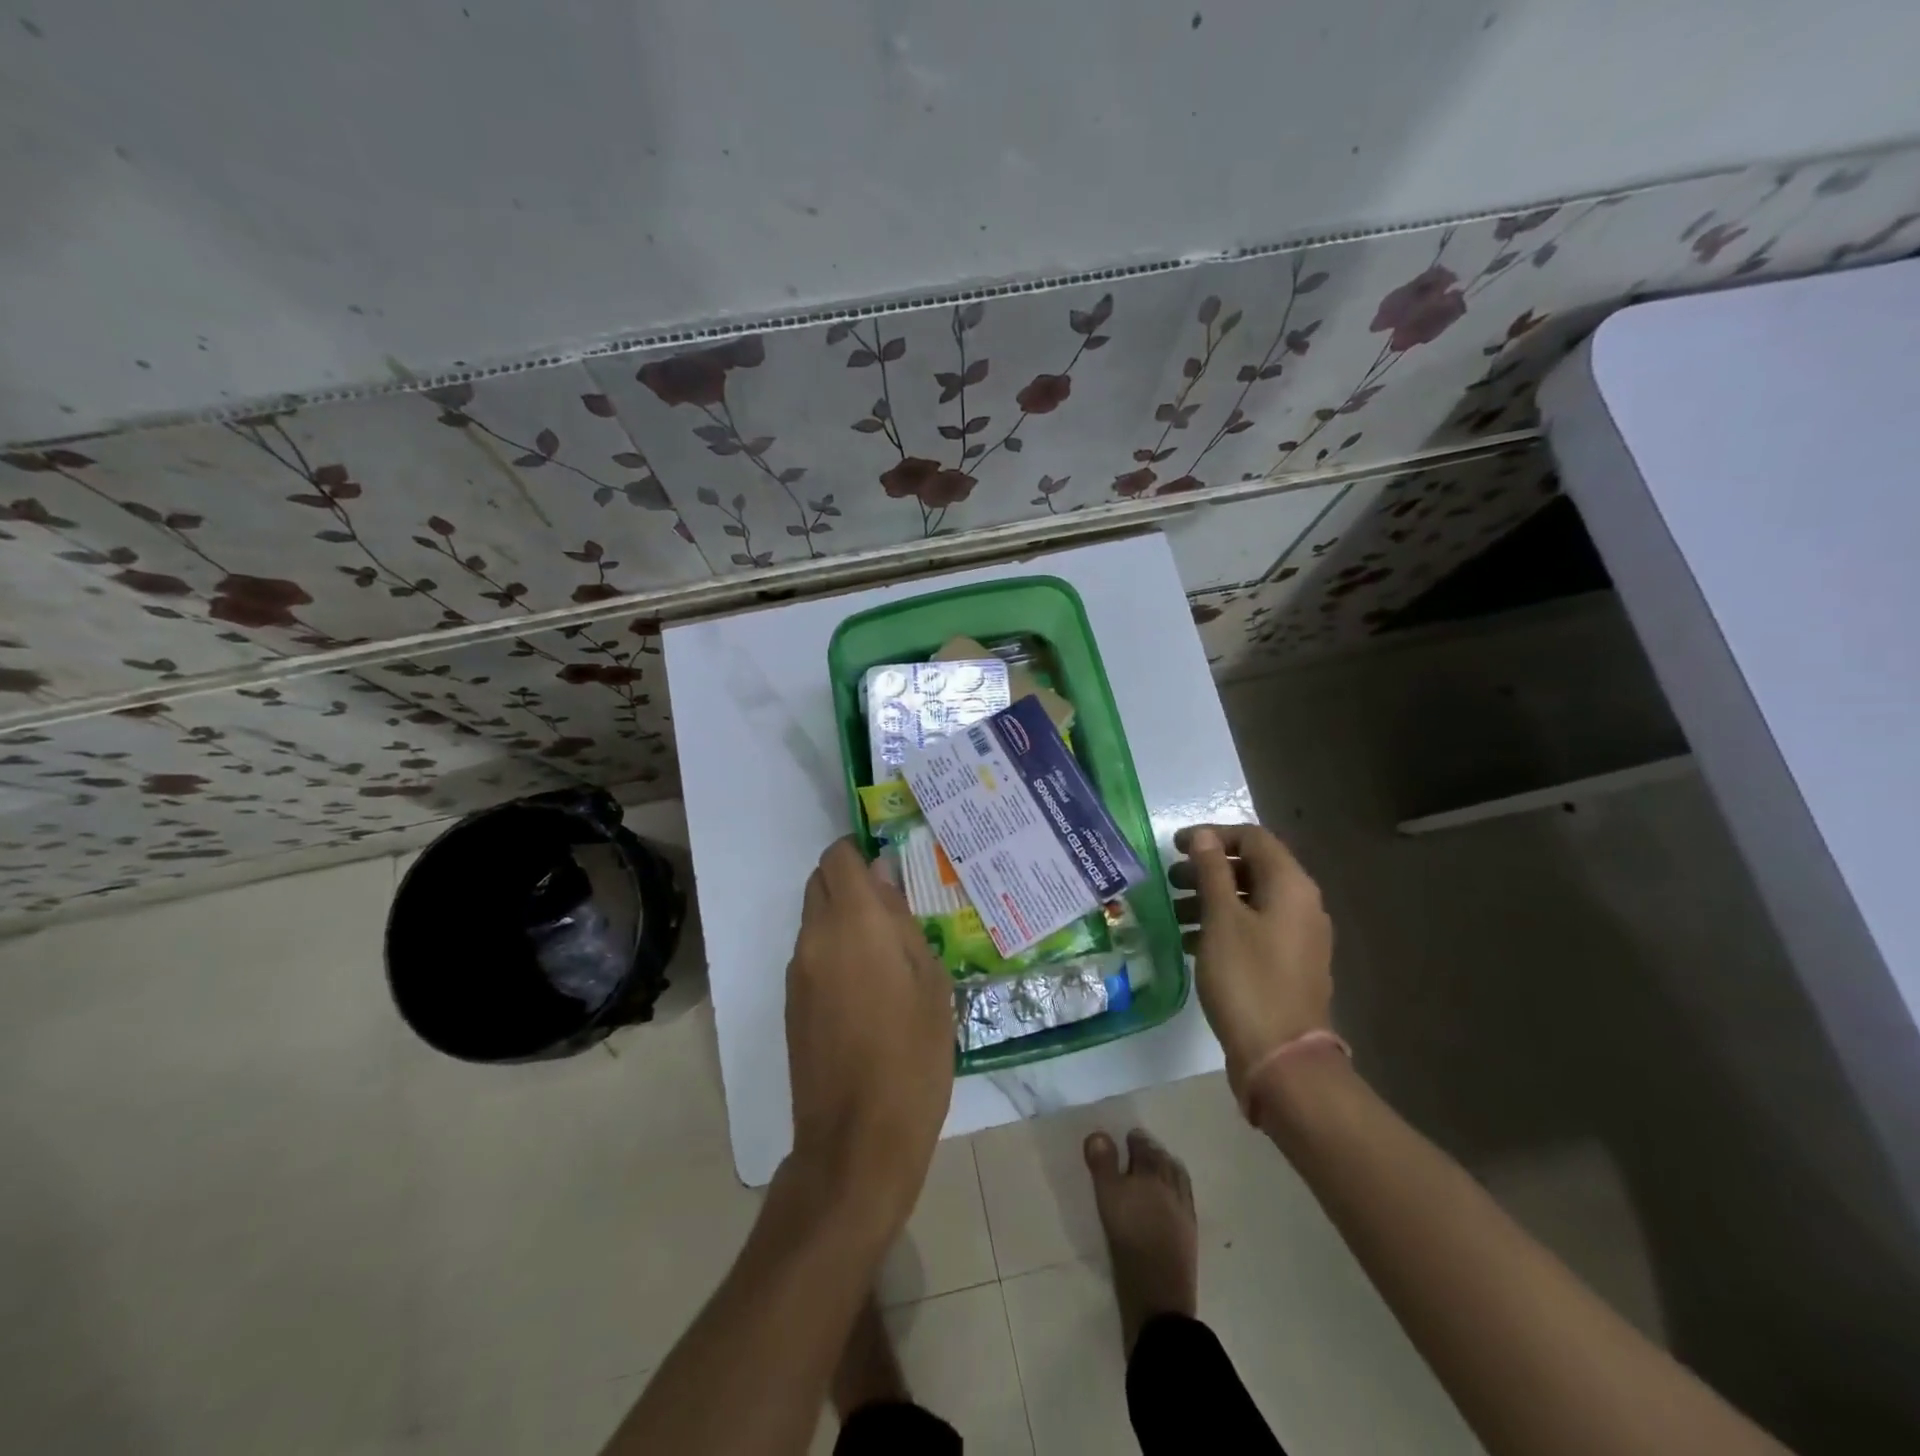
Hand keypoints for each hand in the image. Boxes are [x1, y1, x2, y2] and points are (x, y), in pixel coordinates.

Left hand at [784, 838, 954, 1236]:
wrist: (857, 1138)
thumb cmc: (912, 1055)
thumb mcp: (929, 981)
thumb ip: (901, 921)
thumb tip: (882, 878)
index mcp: (853, 922)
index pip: (838, 857)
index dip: (860, 851)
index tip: (889, 866)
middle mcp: (814, 937)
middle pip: (820, 882)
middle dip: (850, 881)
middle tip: (893, 908)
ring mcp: (796, 972)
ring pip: (814, 918)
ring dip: (842, 917)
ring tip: (886, 950)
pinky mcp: (791, 1003)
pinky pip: (810, 953)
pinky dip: (833, 949)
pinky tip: (867, 985)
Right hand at [1171, 823, 1333, 1102]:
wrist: (1281, 1057)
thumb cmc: (1247, 979)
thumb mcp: (1221, 919)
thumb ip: (1212, 872)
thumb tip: (1205, 836)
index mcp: (1291, 886)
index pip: (1253, 838)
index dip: (1213, 835)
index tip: (1175, 846)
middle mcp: (1302, 904)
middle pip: (1252, 868)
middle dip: (1208, 868)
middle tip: (1171, 879)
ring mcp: (1298, 937)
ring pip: (1250, 901)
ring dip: (1211, 898)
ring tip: (1174, 911)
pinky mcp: (1288, 964)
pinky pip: (1253, 929)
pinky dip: (1222, 926)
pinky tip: (1190, 941)